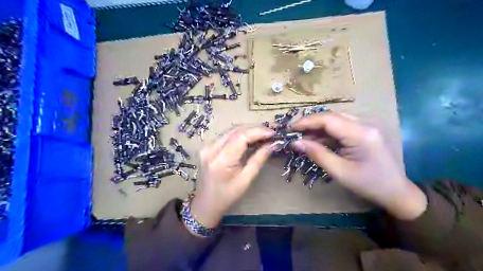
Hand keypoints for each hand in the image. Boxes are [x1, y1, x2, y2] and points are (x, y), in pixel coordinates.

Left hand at [190, 126, 274, 227]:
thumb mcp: (246, 180)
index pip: (242, 136)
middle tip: (270, 134)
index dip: (258, 132)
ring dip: (248, 131)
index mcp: (222, 160)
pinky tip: (250, 139)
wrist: (206, 204)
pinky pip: (226, 136)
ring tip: (263, 136)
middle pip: (236, 130)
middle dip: (255, 129)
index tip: (273, 133)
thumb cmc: (227, 196)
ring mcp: (208, 147)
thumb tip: (272, 145)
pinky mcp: (208, 147)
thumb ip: (258, 159)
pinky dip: (240, 135)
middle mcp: (212, 149)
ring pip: (231, 131)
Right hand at [290, 112, 425, 219]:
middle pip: (332, 116)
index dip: (307, 122)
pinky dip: (328, 132)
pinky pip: (342, 127)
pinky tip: (318, 140)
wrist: (396, 191)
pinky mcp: (365, 131)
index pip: (328, 119)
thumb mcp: (339, 171)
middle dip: (311, 123)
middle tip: (294, 133)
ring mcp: (367, 126)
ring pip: (336, 120)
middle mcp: (365, 124)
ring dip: (318, 128)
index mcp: (361, 134)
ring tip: (303, 138)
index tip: (291, 128)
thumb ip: (317, 154)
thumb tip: (295, 143)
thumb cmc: (368, 184)